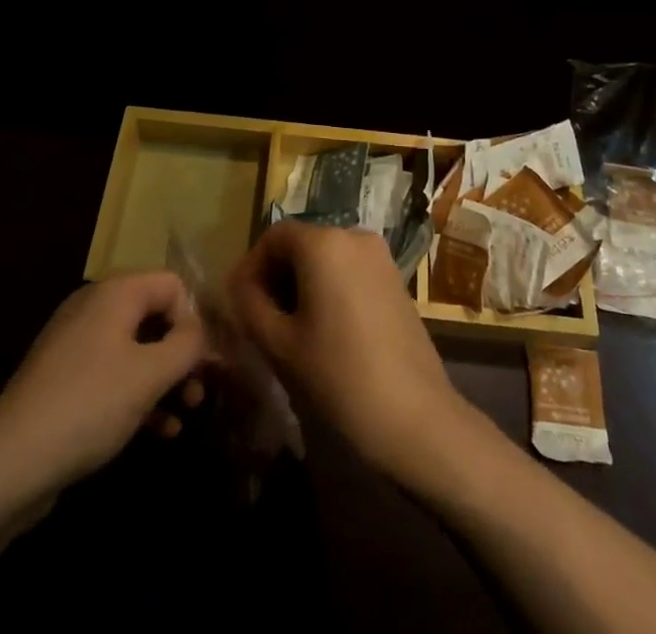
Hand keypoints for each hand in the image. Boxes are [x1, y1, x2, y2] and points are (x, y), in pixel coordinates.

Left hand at [0, 273, 206, 505]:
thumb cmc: (89, 405)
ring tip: (185, 414)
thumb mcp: (150, 374)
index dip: (195, 320)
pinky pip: (114, 374)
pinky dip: (139, 395)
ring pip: (137, 349)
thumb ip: (188, 346)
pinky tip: (160, 431)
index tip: (206, 362)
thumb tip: (202, 334)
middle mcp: (95, 307)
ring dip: (165, 378)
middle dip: (182, 353)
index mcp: (116, 293)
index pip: (173, 285)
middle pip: (155, 316)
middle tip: (199, 391)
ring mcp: (77, 344)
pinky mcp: (65, 380)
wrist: (8, 464)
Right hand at [226, 222, 477, 486]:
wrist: (416, 419)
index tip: (239, 305)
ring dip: (302, 285)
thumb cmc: (340, 377)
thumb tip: (238, 286)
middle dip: (276, 276)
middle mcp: (354, 236)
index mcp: (324, 243)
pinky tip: (324, 333)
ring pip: (326, 259)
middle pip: (301, 244)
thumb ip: (250, 306)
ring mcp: (380, 257)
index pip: (274, 236)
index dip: (251, 267)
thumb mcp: (281, 345)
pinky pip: (350, 272)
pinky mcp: (396, 280)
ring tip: (289, 331)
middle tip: (260, 321)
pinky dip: (330, 290)